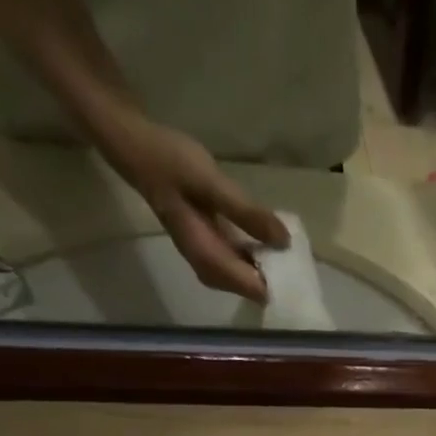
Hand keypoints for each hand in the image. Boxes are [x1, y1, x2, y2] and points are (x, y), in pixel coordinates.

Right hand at [100, 115, 288, 301]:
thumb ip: (247, 213)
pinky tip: (269, 244)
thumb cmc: (170, 162)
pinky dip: (255, 257)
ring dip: (266, 269)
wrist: (134, 146)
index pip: (251, 288)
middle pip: (248, 289)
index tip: (301, 277)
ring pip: (243, 277)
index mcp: (208, 257)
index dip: (277, 287)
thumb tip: (284, 242)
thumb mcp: (211, 183)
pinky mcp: (208, 245)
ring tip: (290, 257)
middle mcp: (207, 267)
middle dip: (274, 281)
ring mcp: (206, 258)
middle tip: (300, 265)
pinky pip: (237, 262)